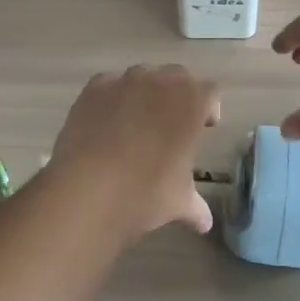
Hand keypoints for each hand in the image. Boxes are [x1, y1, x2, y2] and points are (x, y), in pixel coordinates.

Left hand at [50, 65, 219, 233]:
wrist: (89, 187)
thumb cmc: (147, 191)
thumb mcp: (179, 202)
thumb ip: (195, 207)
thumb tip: (205, 223)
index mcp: (192, 102)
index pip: (210, 93)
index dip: (209, 108)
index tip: (205, 127)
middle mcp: (160, 82)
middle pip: (177, 77)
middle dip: (178, 96)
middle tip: (173, 123)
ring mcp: (124, 81)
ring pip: (142, 76)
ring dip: (145, 93)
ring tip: (137, 123)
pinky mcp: (93, 89)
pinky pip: (109, 85)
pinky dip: (112, 97)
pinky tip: (106, 122)